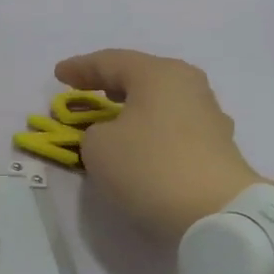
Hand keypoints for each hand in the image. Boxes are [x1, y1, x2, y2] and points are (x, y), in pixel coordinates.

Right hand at [52, 50, 269, 236]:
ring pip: (159, 101)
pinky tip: (137, 142)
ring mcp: (207, 115)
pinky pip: (171, 126)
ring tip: (110, 117)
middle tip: (84, 90)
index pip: (110, 61)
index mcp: (159, 74)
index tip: (58, 74)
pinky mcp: (215, 145)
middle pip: (140, 77)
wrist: (214, 212)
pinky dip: (148, 128)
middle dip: (109, 84)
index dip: (80, 68)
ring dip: (131, 108)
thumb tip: (112, 134)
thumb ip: (94, 131)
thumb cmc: (148, 166)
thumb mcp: (97, 146)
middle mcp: (188, 85)